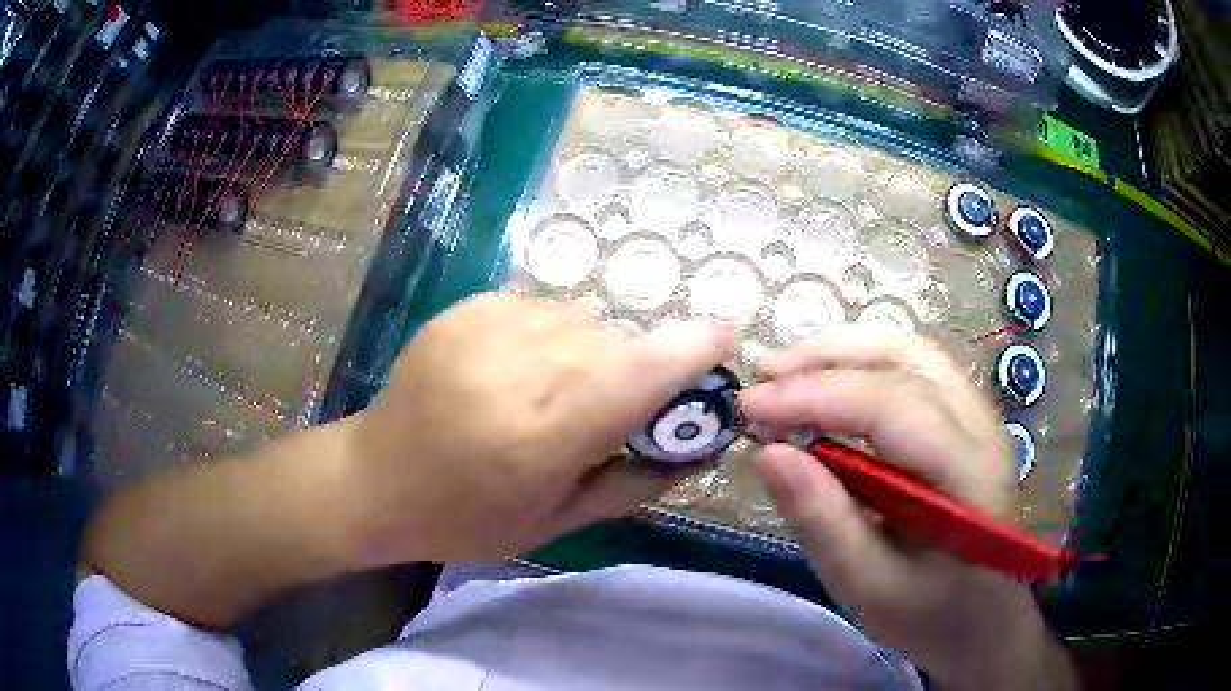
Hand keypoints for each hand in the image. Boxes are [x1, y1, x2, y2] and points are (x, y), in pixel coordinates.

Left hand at [344, 292, 734, 564]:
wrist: (374, 478)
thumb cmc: (464, 518)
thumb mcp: (556, 521)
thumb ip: (634, 481)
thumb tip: (696, 449)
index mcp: (542, 433)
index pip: (638, 373)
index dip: (691, 350)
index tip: (727, 338)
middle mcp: (518, 366)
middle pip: (615, 341)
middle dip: (635, 369)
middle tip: (613, 409)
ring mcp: (485, 326)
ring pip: (581, 320)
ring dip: (590, 351)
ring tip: (553, 392)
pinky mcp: (466, 308)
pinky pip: (541, 309)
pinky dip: (549, 336)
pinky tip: (516, 371)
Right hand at [740, 326, 1075, 690]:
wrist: (981, 615)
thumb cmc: (927, 611)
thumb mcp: (867, 585)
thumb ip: (823, 521)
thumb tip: (767, 453)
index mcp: (968, 475)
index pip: (892, 407)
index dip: (817, 396)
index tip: (750, 405)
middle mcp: (981, 425)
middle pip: (904, 360)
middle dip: (825, 360)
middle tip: (762, 378)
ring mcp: (978, 412)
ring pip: (909, 350)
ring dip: (843, 350)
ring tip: (787, 370)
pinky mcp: (965, 414)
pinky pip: (913, 365)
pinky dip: (863, 360)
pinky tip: (829, 378)